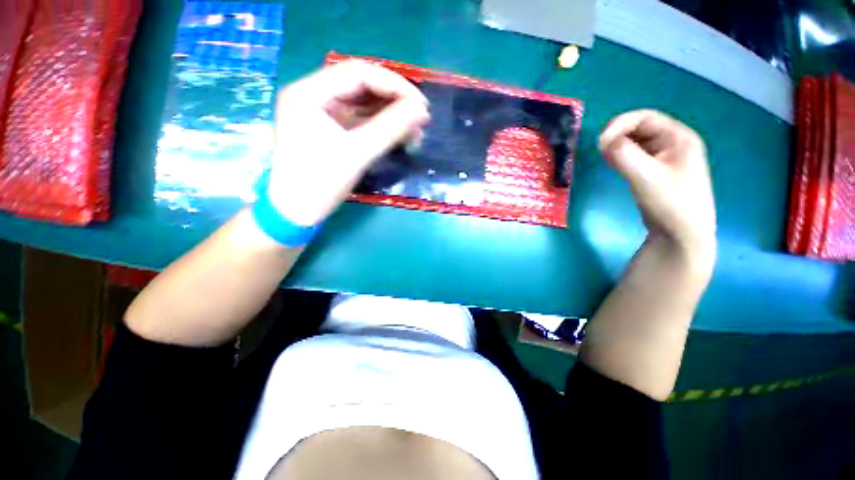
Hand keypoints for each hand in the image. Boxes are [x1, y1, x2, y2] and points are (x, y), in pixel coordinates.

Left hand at [267, 60, 429, 225]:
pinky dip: (382, 127)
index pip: (359, 73)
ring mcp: (323, 114)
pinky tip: (400, 136)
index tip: (421, 106)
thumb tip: (421, 110)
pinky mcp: (331, 131)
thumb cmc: (319, 184)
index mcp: (309, 93)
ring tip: (416, 132)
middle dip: (394, 101)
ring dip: (391, 115)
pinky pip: (361, 121)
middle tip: (421, 119)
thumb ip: (389, 129)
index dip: (394, 85)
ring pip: (364, 105)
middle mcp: (314, 96)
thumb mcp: (356, 154)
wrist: (296, 212)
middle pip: (362, 86)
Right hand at [600, 110, 715, 261]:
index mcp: (678, 137)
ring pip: (636, 142)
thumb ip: (625, 155)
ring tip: (604, 158)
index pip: (645, 117)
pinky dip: (621, 156)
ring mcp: (665, 157)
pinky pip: (636, 155)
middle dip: (617, 135)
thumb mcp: (646, 177)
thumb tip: (604, 141)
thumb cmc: (670, 203)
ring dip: (618, 145)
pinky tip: (613, 164)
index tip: (600, 143)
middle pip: (640, 127)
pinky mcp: (655, 170)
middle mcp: (673, 143)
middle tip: (599, 150)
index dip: (620, 125)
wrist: (682, 234)